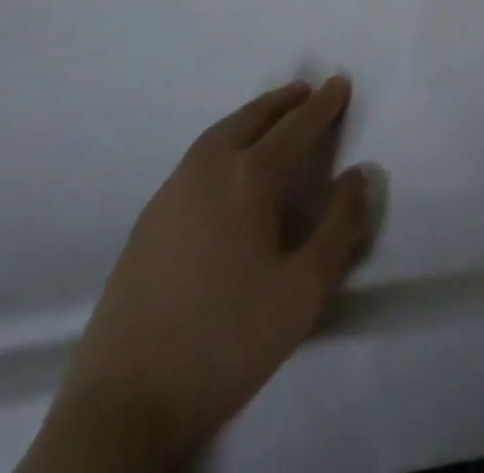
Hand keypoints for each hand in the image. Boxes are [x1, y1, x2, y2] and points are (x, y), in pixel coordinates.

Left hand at [20, 77, 371, 471]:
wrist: (126, 401)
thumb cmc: (227, 340)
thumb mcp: (304, 291)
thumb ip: (339, 226)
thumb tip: (358, 173)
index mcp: (249, 177)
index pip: (296, 126)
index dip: (323, 104)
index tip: (340, 82)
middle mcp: (209, 168)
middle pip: (253, 117)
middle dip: (284, 100)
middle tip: (307, 90)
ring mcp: (173, 190)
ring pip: (221, 132)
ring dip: (252, 115)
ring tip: (272, 116)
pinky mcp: (149, 217)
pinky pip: (198, 155)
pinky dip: (225, 138)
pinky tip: (228, 163)